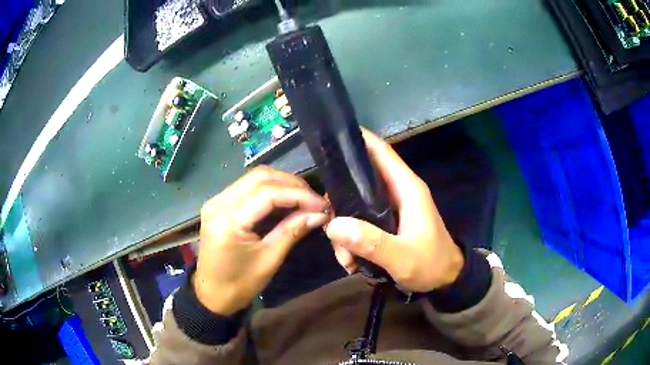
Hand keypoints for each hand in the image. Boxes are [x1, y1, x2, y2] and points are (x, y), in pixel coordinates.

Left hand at [194, 166, 328, 314]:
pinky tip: (285, 200)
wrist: (211, 294)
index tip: (322, 205)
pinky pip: (247, 186)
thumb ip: (292, 231)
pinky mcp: (219, 203)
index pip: (268, 194)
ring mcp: (216, 200)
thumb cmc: (240, 284)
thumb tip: (320, 214)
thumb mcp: (269, 260)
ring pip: (254, 177)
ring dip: (282, 183)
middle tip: (314, 200)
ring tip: (304, 199)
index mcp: (229, 221)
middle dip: (292, 184)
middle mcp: (219, 203)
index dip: (299, 195)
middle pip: (260, 177)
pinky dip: (269, 189)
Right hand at [325, 129, 463, 292]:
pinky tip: (351, 261)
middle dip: (340, 201)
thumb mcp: (402, 257)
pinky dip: (352, 239)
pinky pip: (361, 223)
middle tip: (327, 223)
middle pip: (359, 180)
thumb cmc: (431, 264)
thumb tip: (334, 225)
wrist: (446, 280)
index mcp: (407, 188)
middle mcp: (397, 192)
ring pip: (356, 205)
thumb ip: (371, 242)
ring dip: (344, 229)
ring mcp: (391, 208)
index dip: (357, 141)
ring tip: (345, 258)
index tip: (328, 143)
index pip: (380, 151)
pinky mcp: (387, 224)